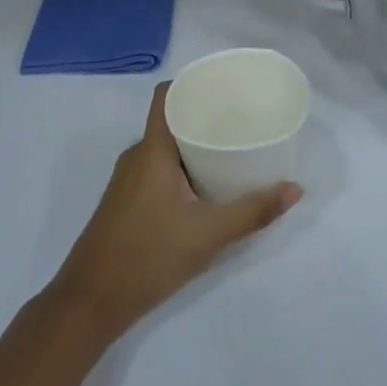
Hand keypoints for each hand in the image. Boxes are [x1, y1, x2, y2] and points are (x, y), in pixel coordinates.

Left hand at [49, 83, 301, 339]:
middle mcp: (136, 156)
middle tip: (242, 121)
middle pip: (170, 120)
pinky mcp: (125, 201)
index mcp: (152, 150)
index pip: (167, 95)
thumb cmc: (148, 256)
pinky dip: (181, 167)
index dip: (193, 83)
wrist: (90, 302)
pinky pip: (157, 168)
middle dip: (204, 116)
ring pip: (164, 148)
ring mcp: (127, 180)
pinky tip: (205, 186)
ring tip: (231, 150)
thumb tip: (295, 189)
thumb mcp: (208, 235)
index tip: (225, 86)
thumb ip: (253, 211)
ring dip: (194, 145)